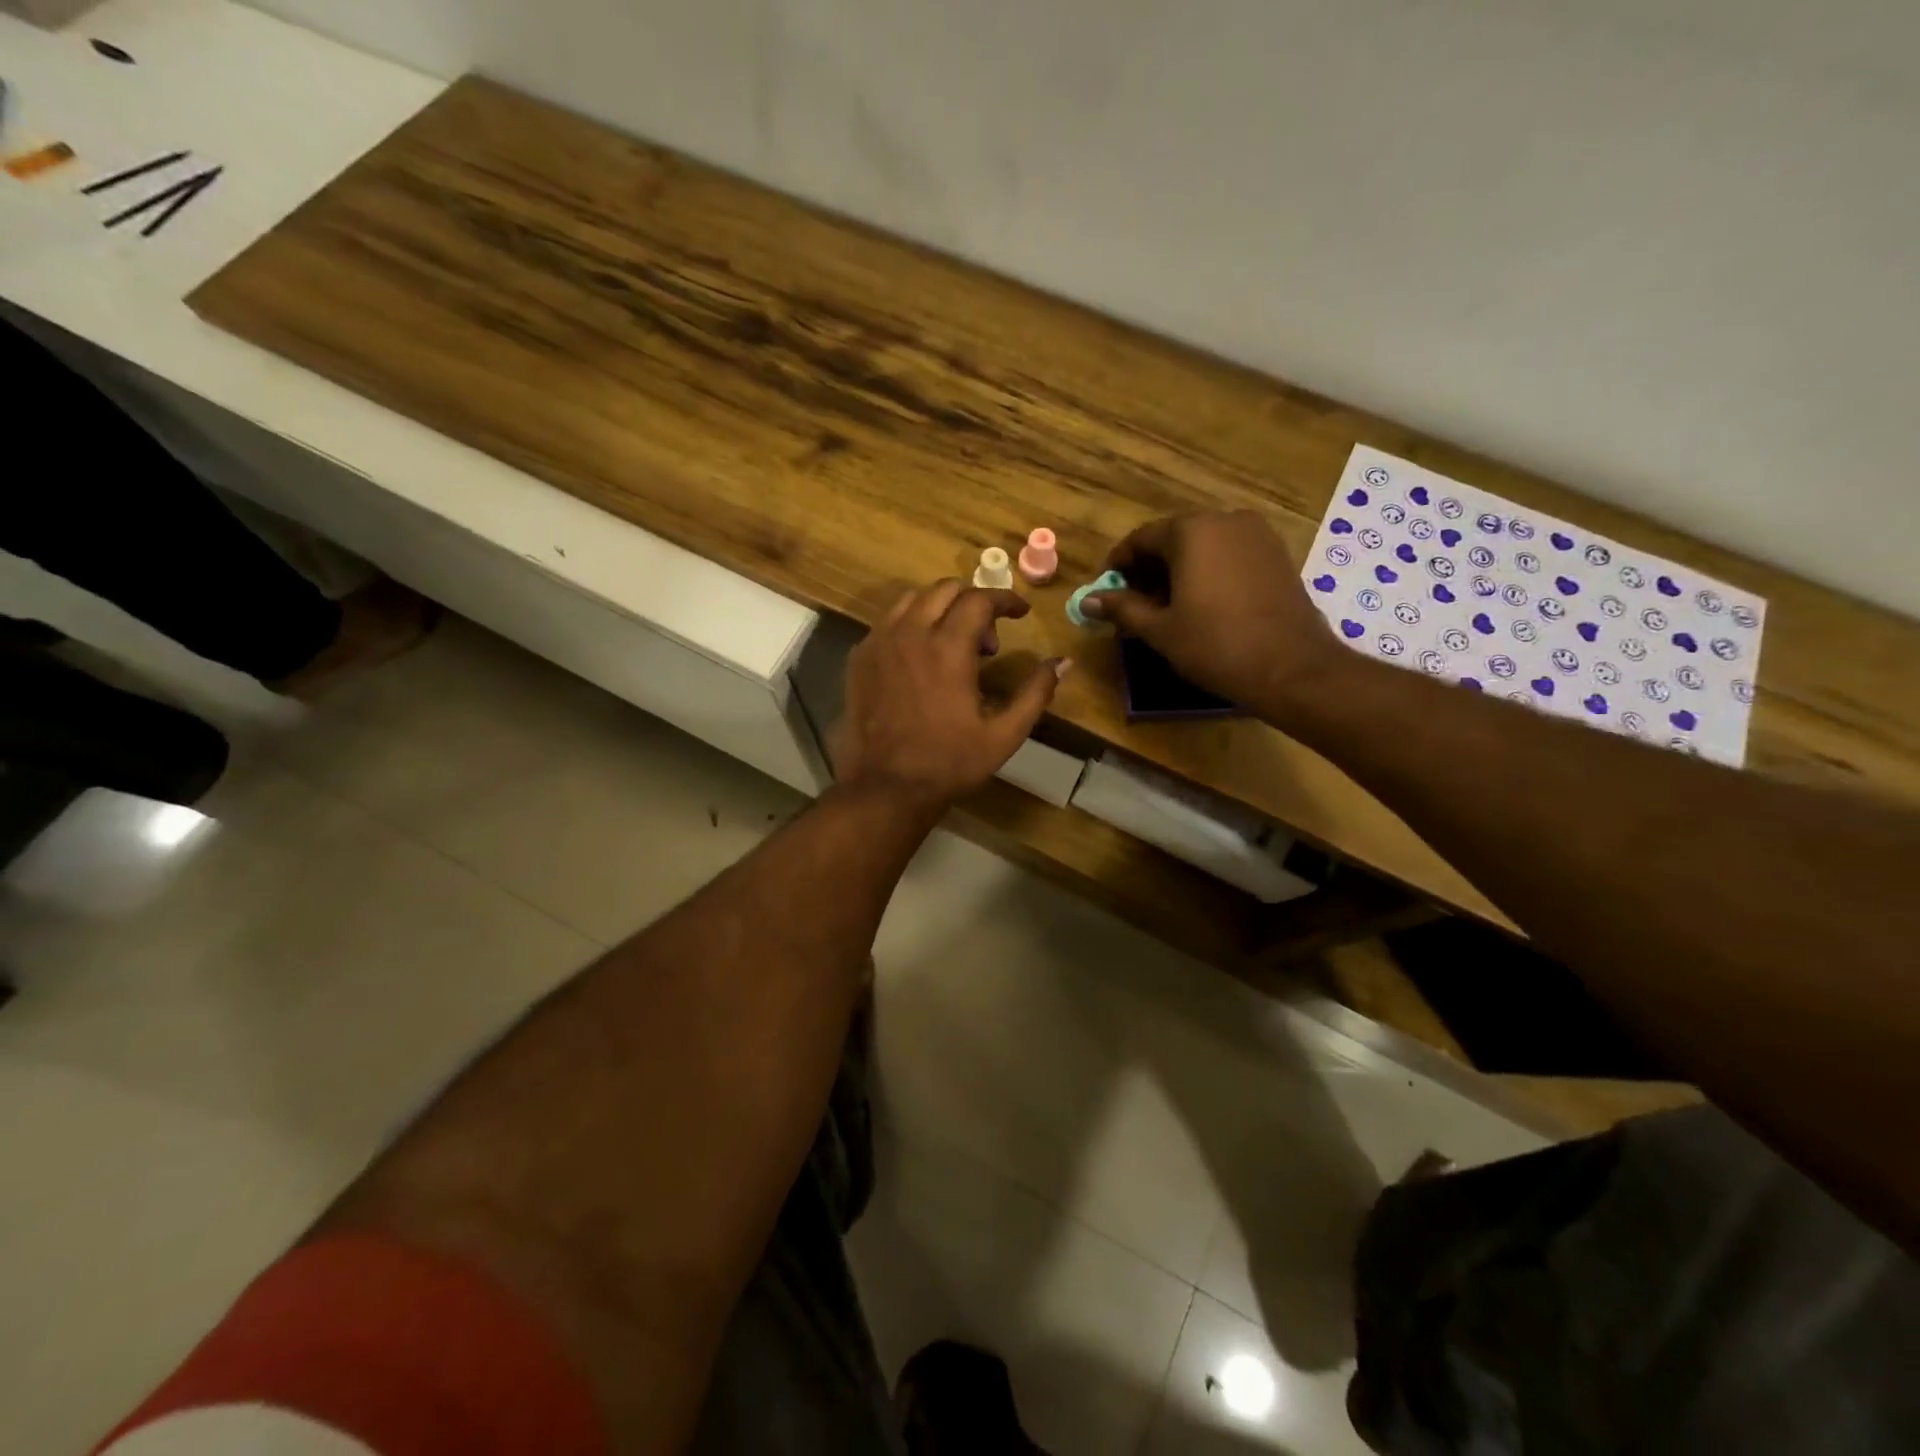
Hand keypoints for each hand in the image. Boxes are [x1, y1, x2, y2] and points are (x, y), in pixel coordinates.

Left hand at [835, 580, 1067, 810]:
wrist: (885, 787)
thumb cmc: (949, 763)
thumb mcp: (1003, 734)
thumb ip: (1035, 693)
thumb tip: (1064, 662)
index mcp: (948, 647)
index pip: (980, 599)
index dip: (1006, 600)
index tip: (1020, 613)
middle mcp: (910, 633)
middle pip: (944, 589)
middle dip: (973, 602)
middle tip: (988, 641)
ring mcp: (878, 643)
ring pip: (911, 600)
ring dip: (939, 608)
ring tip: (952, 643)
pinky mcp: (859, 658)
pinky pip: (887, 623)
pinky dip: (910, 626)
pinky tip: (920, 659)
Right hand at [1084, 510, 1342, 715]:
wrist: (1291, 668)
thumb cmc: (1216, 645)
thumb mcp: (1160, 629)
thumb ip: (1122, 608)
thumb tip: (1087, 601)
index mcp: (1192, 531)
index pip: (1141, 538)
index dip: (1119, 564)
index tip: (1106, 589)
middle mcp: (1225, 520)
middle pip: (1174, 538)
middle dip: (1150, 569)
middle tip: (1133, 603)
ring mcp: (1257, 535)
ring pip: (1203, 546)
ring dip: (1179, 571)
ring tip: (1166, 607)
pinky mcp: (1277, 554)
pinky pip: (1229, 555)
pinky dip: (1208, 572)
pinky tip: (1202, 604)